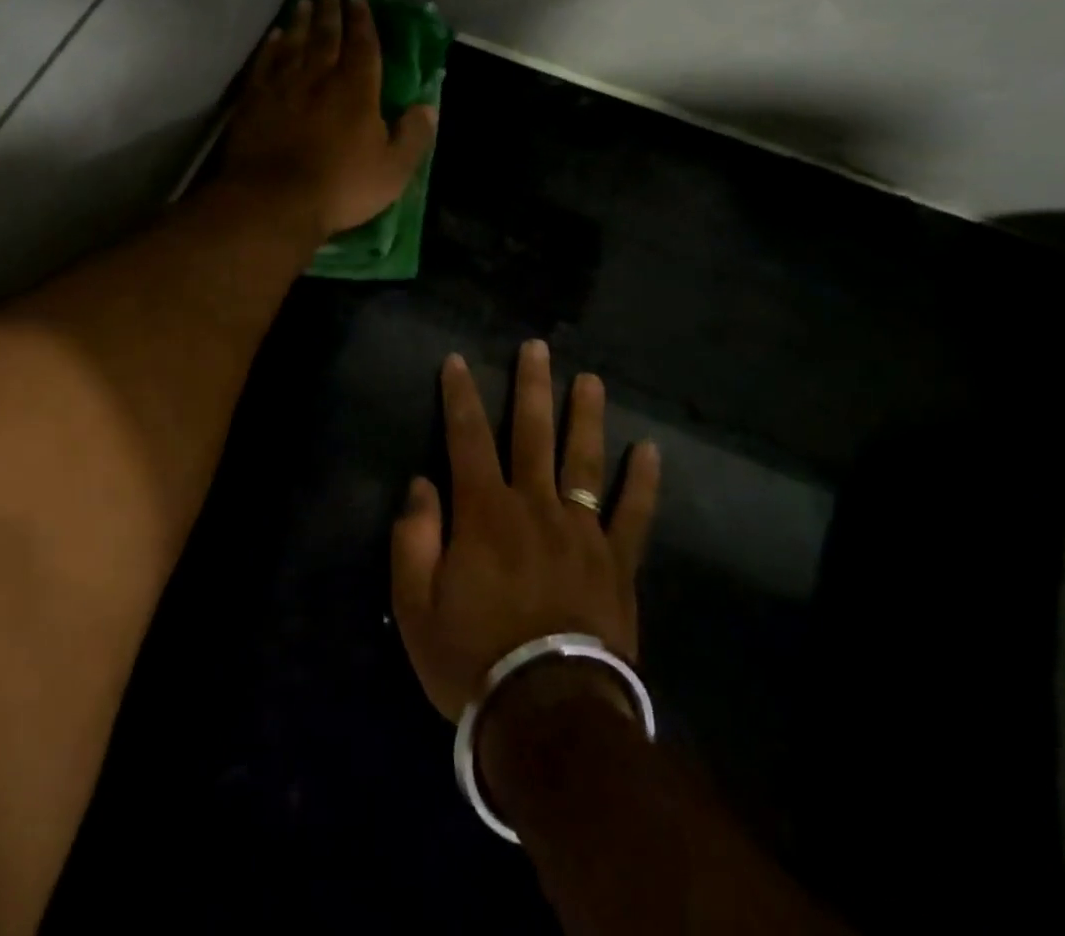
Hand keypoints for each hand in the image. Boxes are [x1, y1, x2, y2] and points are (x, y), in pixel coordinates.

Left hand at [220, 0, 437, 237]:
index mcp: (356, 91)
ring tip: (304, 2)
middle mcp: (319, 78)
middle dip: (330, 11)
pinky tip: (273, 37)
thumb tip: (428, 107)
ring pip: (293, 44)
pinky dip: (270, 47)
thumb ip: (413, 136)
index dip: (363, 22)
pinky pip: (265, 64)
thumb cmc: (340, 188)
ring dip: (300, 21)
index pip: (362, 46)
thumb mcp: (392, 171)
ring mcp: (283, 87)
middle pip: (325, 36)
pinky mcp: (254, 101)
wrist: (274, 201)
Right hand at [391, 342, 661, 720]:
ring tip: (590, 380)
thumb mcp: (415, 604)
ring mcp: (582, 532)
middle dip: (531, 386)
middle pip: (532, 433)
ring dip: (586, 416)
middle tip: (537, 347)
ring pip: (584, 460)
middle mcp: (534, 506)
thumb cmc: (472, 659)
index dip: (459, 396)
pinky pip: (634, 515)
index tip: (457, 360)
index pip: (467, 437)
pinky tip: (651, 451)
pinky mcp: (617, 563)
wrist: (549, 716)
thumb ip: (412, 537)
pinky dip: (643, 482)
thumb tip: (422, 484)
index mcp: (484, 512)